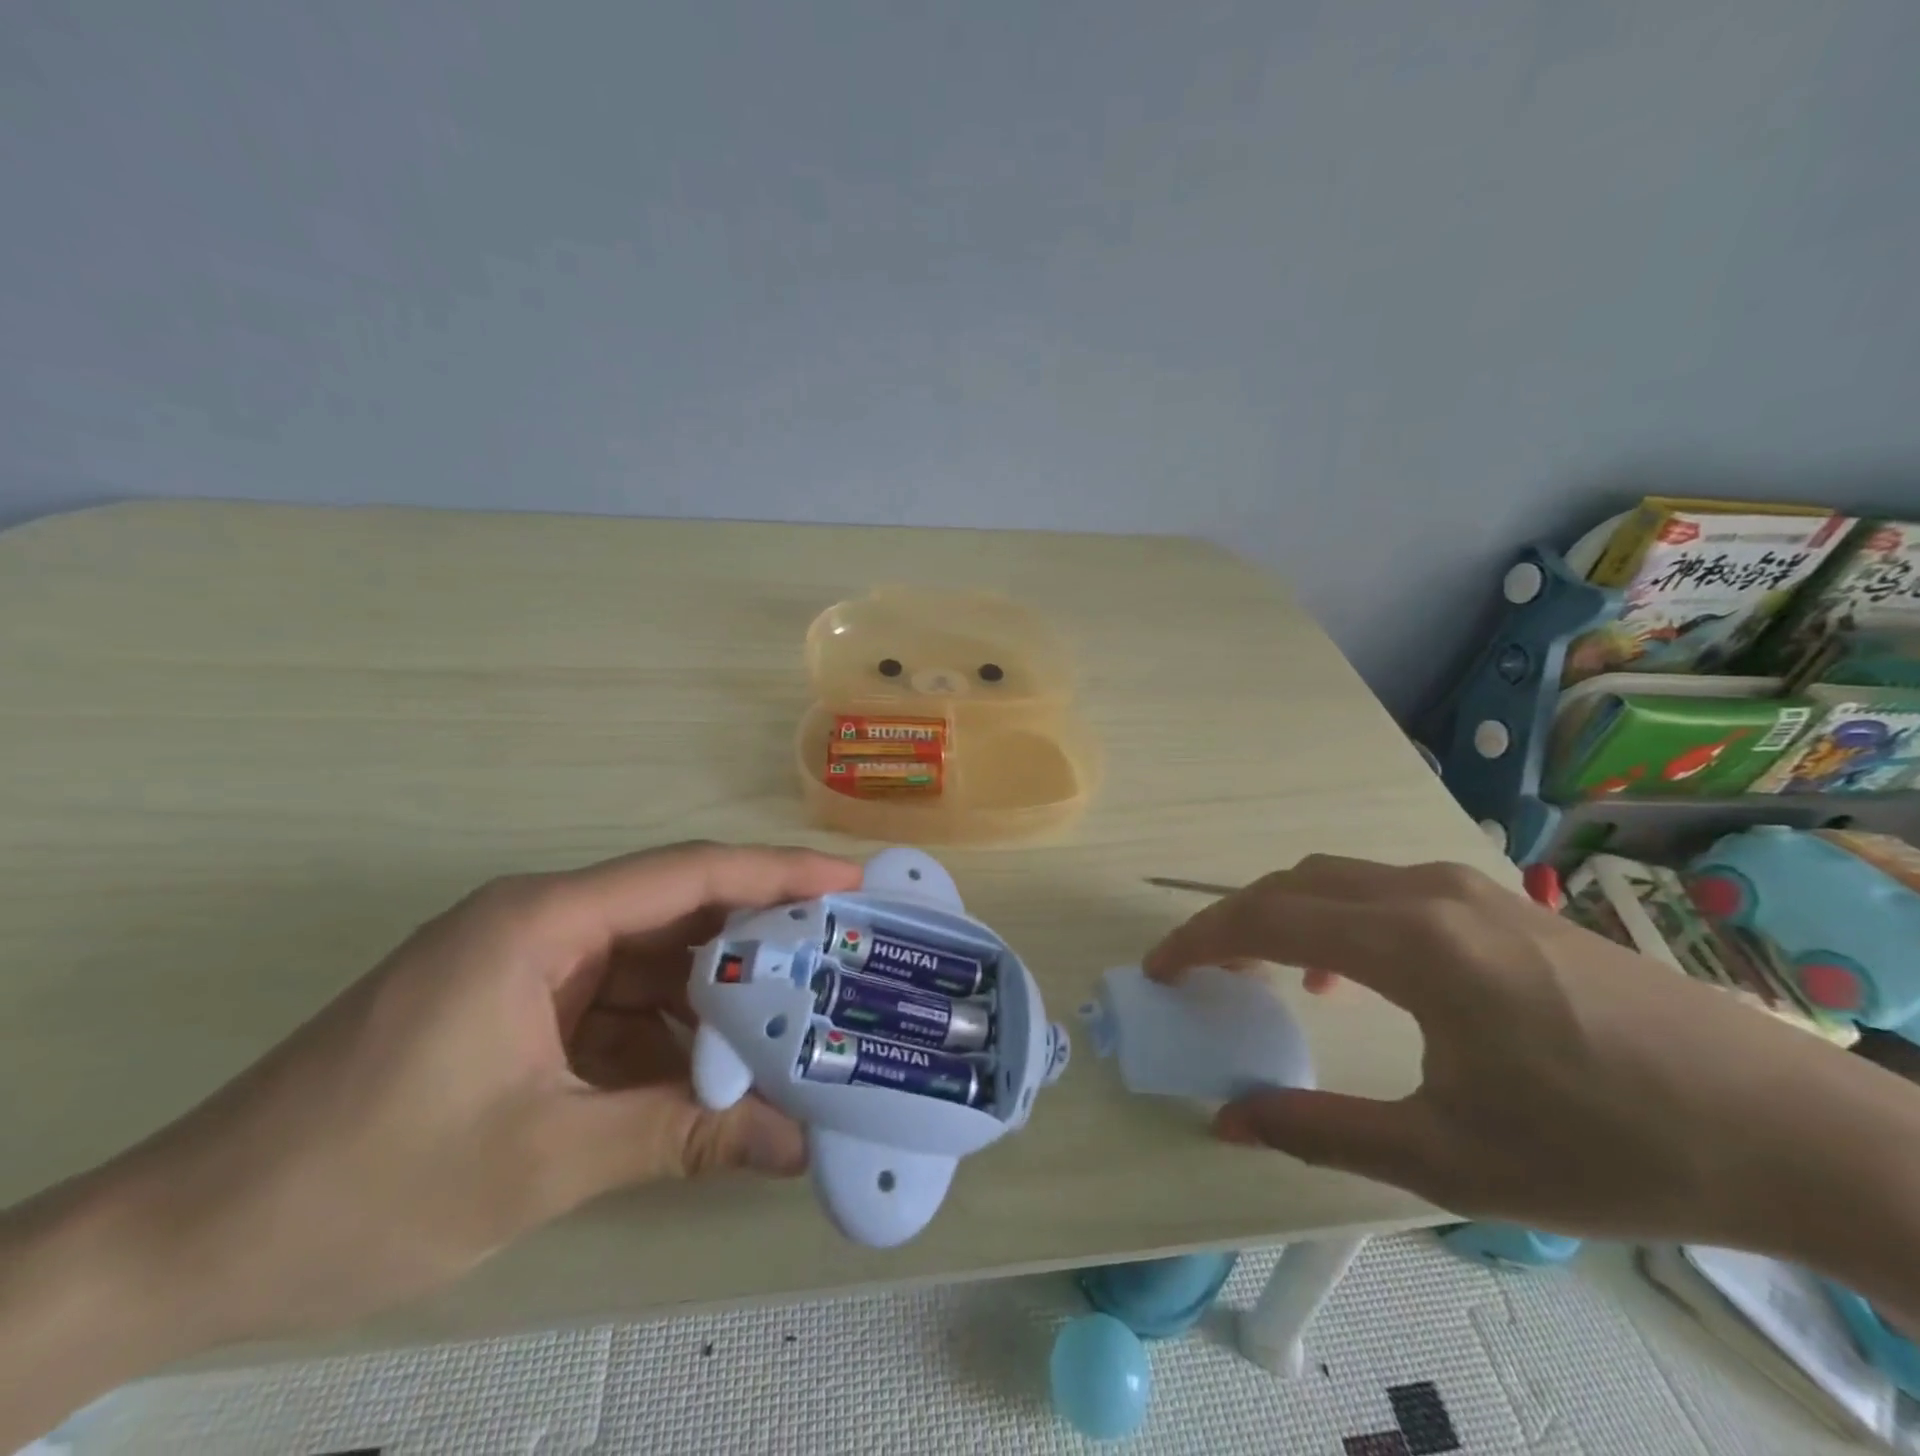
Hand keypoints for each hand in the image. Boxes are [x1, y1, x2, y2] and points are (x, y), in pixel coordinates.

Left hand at [58, 842, 861, 1350]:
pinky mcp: (515, 1013)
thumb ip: (679, 1139)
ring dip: (714, 1001)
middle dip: (760, 942)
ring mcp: (526, 970)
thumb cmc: (358, 1184)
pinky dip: (668, 1039)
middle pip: (678, 914)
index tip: (851, 883)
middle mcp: (542, 924)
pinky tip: (714, 1077)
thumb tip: (793, 1146)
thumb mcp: (541, 1159)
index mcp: (543, 921)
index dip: (779, 873)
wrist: (176, 1247)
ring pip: (652, 966)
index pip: (688, 875)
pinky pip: (617, 1009)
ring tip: (795, 1026)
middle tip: (841, 962)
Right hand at [1145, 854, 1875, 1245]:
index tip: (1158, 969)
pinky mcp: (1501, 900)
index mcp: (1410, 943)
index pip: (1265, 917)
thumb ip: (1319, 1131)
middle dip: (1233, 922)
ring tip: (1269, 973)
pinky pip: (1385, 888)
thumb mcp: (1447, 1158)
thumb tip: (1226, 1119)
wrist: (1793, 1131)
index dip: (1199, 939)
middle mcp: (1428, 893)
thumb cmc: (1607, 1147)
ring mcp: (1469, 887)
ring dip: (1286, 915)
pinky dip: (1338, 915)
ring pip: (1337, 878)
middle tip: (1203, 974)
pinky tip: (1358, 973)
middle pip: (1293, 883)